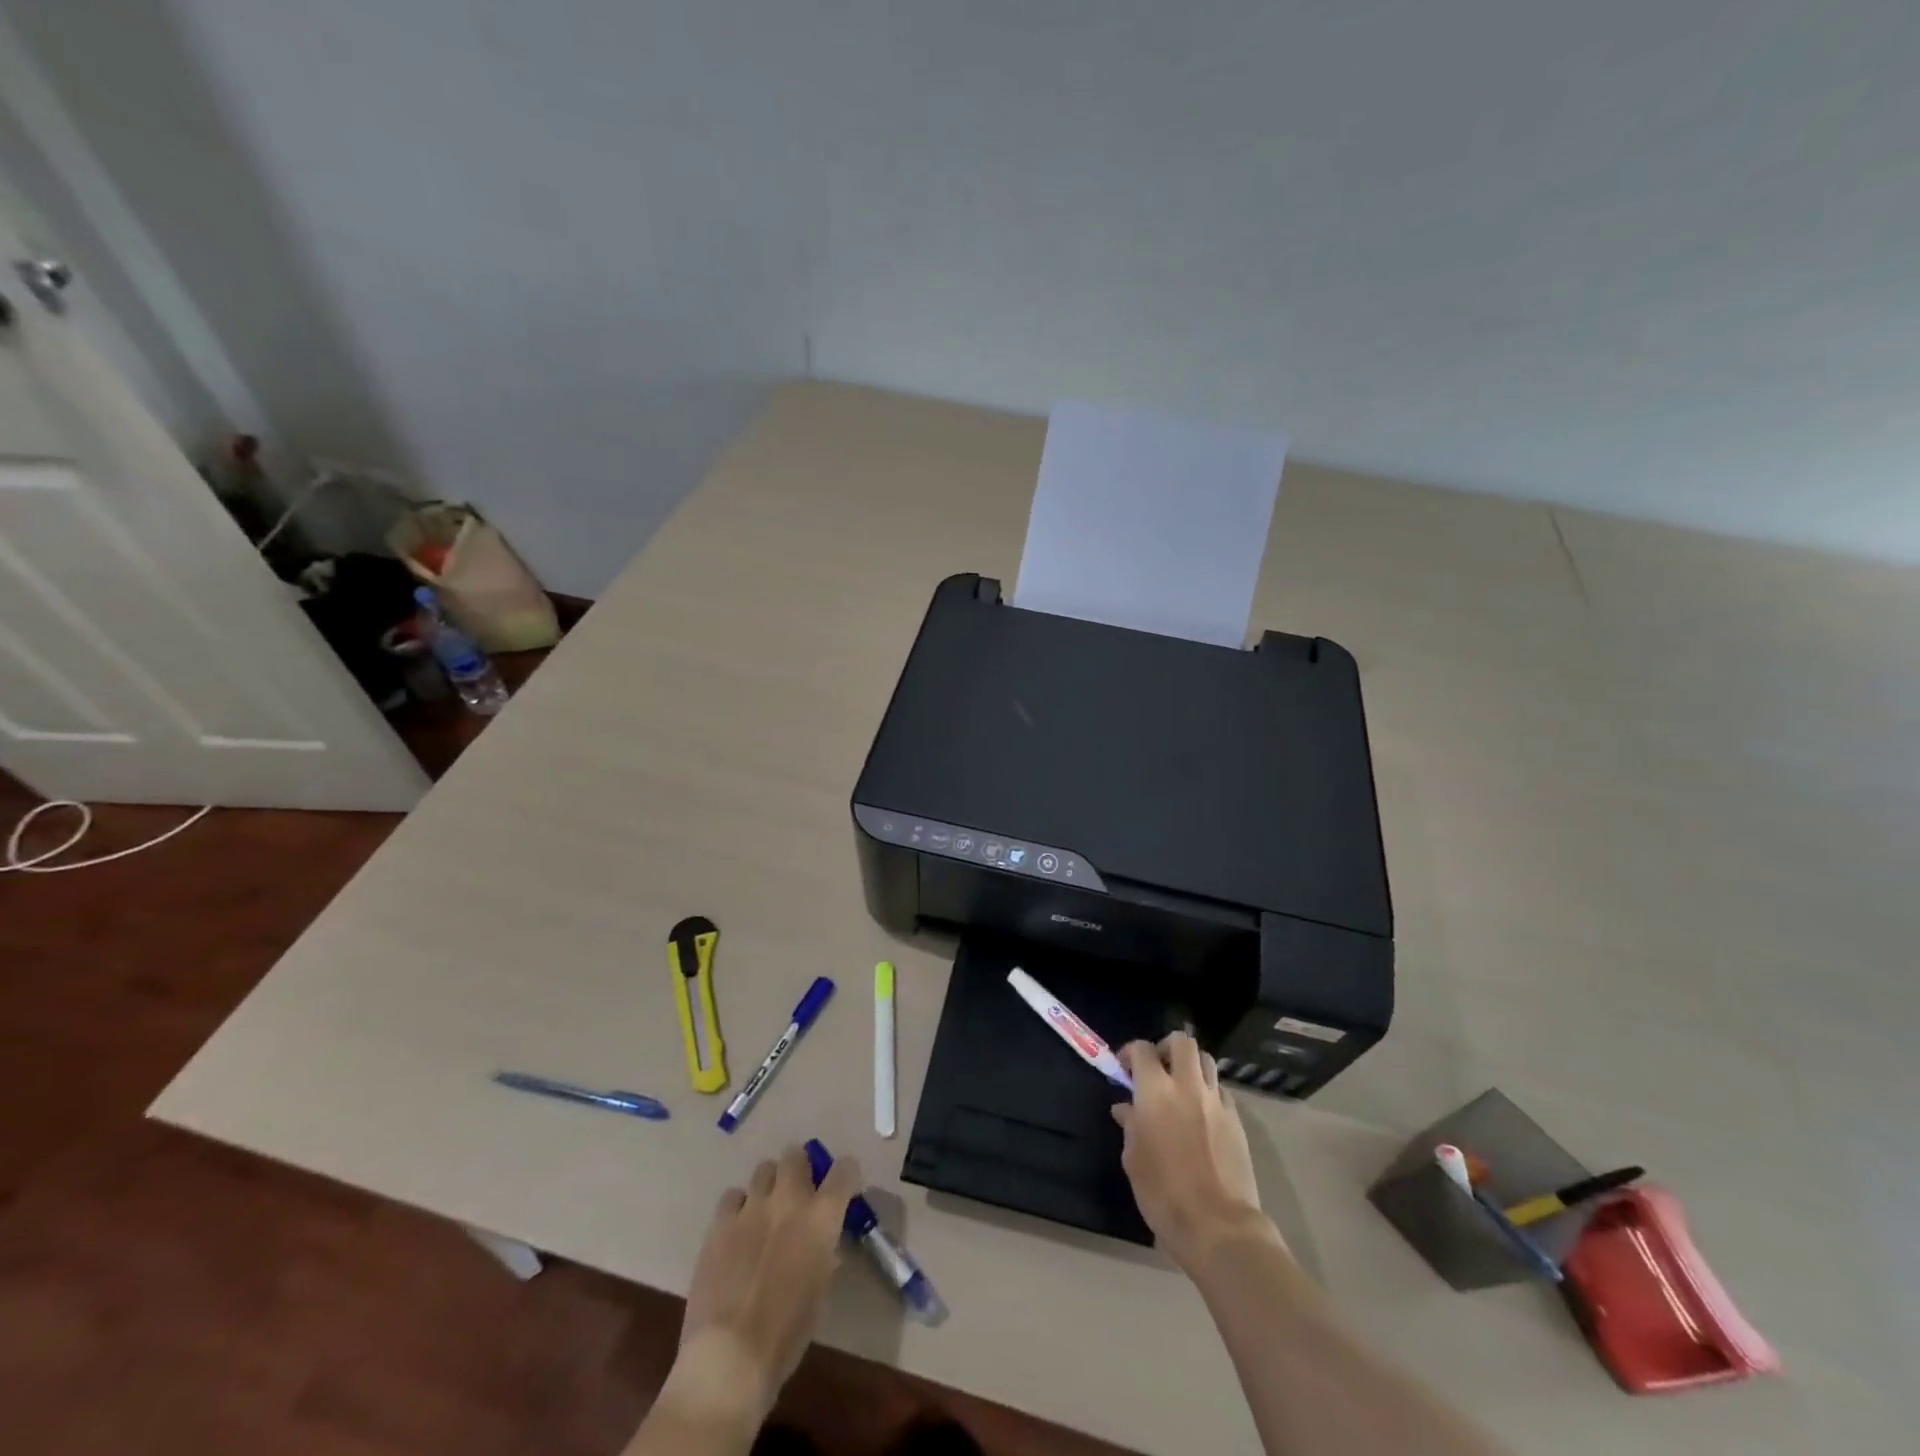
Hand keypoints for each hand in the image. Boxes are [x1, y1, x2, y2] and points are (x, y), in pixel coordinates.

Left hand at [678, 1145, 861, 1413]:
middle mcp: (789, 1200)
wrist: (729, 1357)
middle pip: (796, 1155)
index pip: (845, 1170)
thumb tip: (823, 1242)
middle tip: (799, 1192)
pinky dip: (739, 1206)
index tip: (843, 1190)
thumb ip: (823, 1253)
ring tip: (766, 1209)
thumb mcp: (820, 1292)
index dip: (846, 1175)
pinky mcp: (720, 1223)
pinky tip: (738, 1229)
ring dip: (770, 1184)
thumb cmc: (786, 1335)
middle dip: (801, 1168)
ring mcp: (752, 1207)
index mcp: (822, 1218)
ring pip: (764, 1168)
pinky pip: (733, 1196)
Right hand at [1113, 1033, 1269, 1269]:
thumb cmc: (1164, 1193)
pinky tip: (1202, 1115)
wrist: (1218, 1226)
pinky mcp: (1237, 1120)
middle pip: (1182, 1042)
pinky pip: (1221, 1091)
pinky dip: (1209, 1093)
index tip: (1124, 1068)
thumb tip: (1126, 1109)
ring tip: (1182, 1088)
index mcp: (1155, 1091)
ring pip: (1206, 1061)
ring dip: (1191, 1066)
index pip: (1142, 1049)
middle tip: (1158, 1068)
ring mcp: (1216, 1101)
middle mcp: (1187, 1086)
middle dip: (1166, 1047)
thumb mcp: (1134, 1159)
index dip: (1130, 1053)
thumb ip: (1130, 1125)